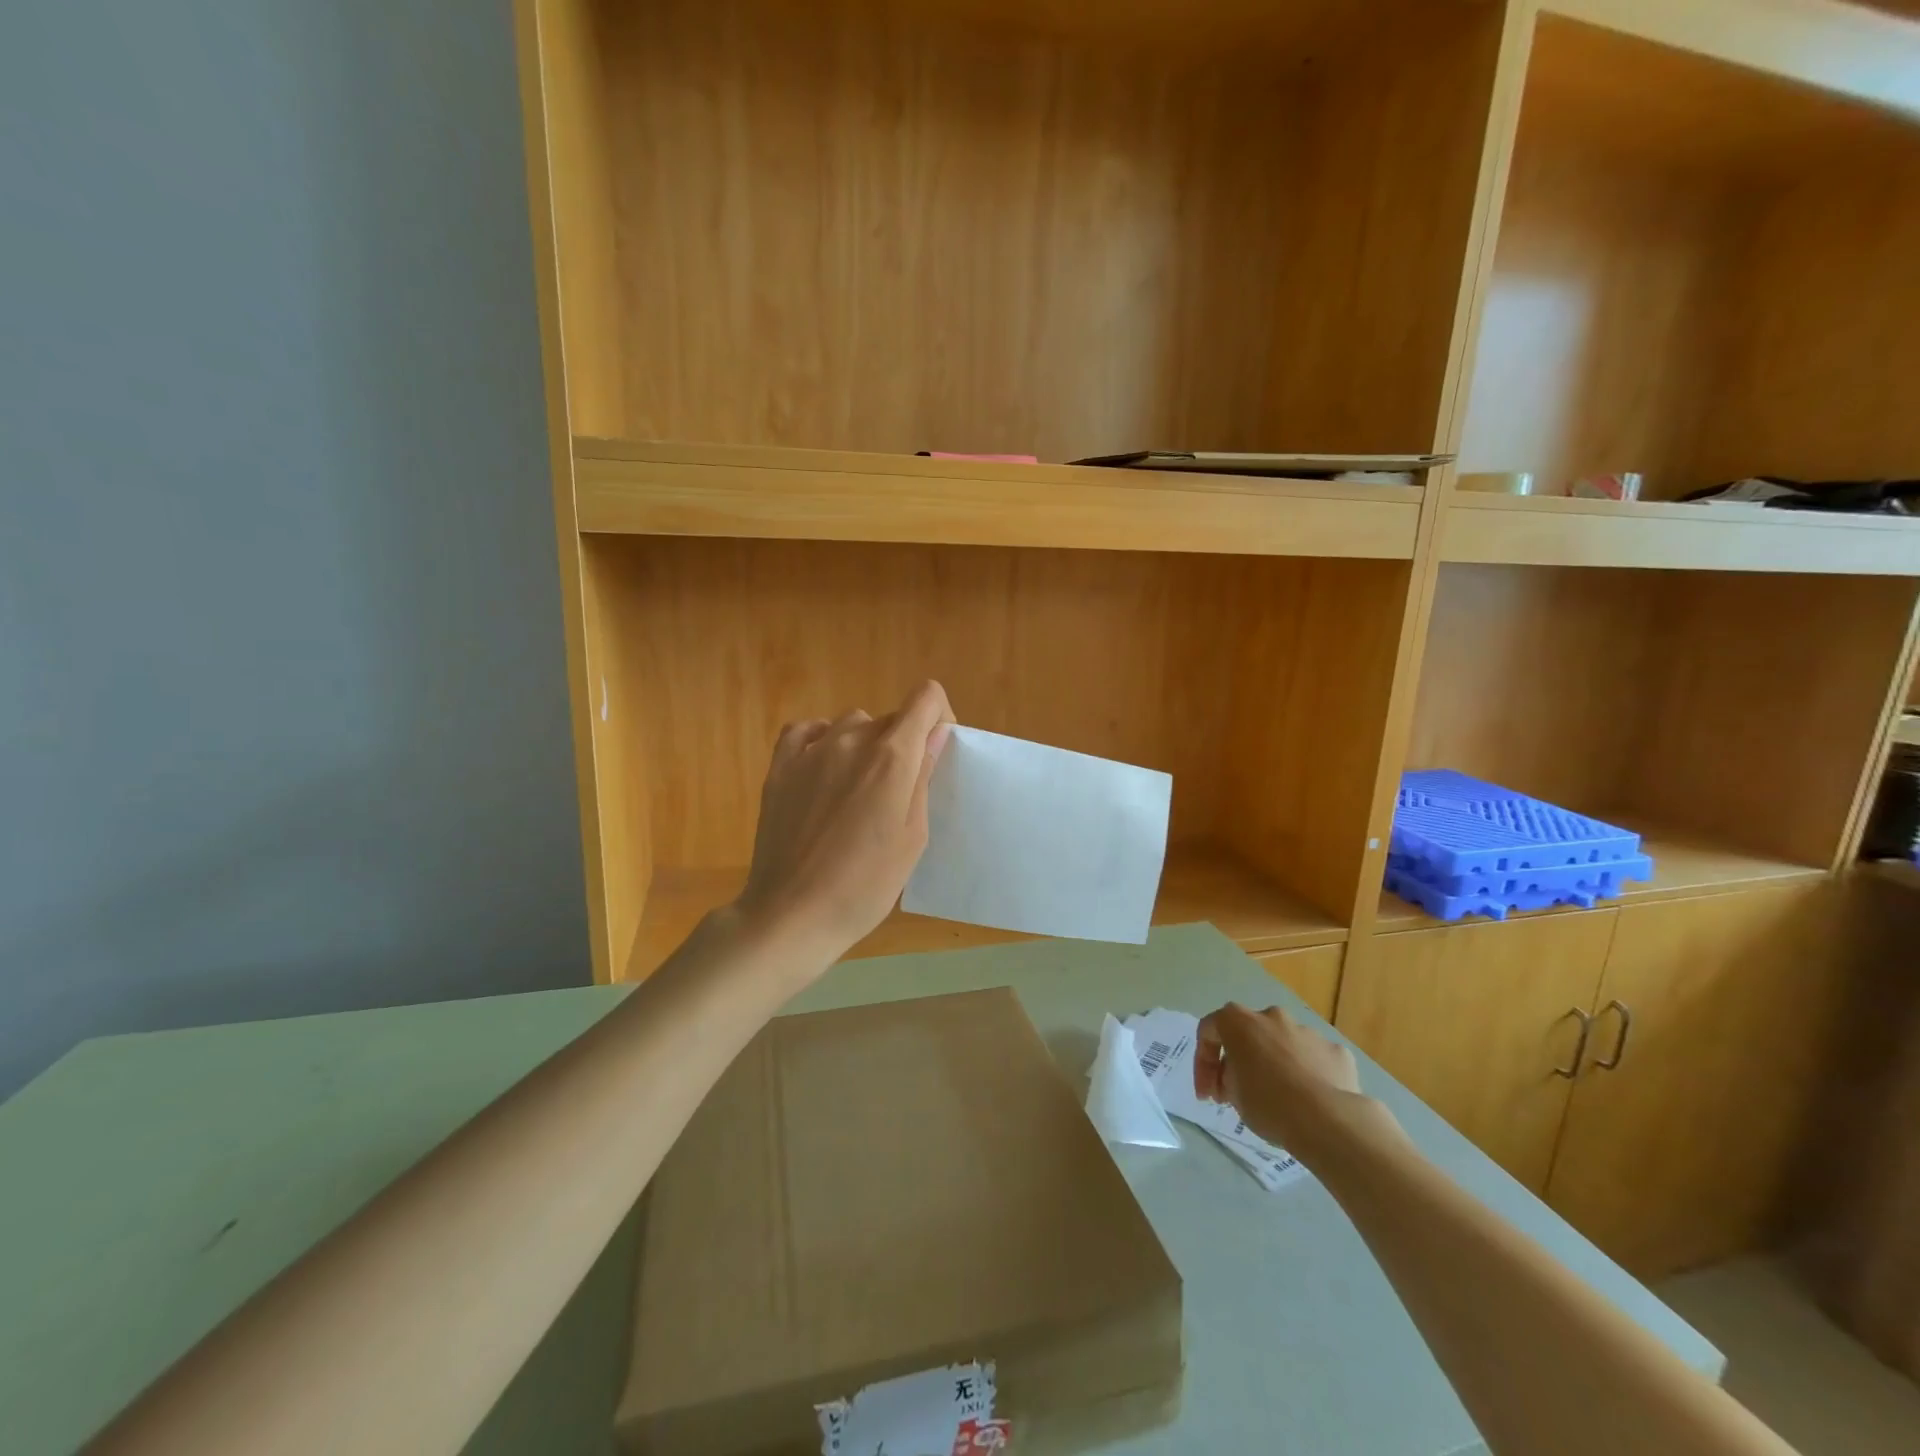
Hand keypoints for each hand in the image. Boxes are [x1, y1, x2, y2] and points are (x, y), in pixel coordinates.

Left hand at [734, 680, 954, 969]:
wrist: (793, 913)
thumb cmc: (865, 885)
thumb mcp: (912, 836)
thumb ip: (923, 777)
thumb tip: (936, 733)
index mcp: (892, 757)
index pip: (926, 698)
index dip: (938, 717)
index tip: (935, 750)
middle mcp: (851, 740)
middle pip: (890, 717)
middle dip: (903, 743)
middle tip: (896, 792)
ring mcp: (810, 751)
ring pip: (851, 723)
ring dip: (864, 744)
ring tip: (857, 789)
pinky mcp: (779, 767)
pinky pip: (806, 731)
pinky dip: (822, 739)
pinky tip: (824, 767)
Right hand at [1194, 1003, 1377, 1157]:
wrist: (1328, 1121)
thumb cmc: (1268, 1104)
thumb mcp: (1232, 1095)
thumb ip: (1228, 1077)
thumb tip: (1237, 1077)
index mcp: (1239, 1022)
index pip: (1209, 1030)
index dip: (1203, 1063)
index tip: (1207, 1094)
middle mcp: (1272, 1017)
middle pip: (1249, 1034)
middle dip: (1241, 1060)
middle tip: (1239, 1093)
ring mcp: (1307, 1031)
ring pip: (1284, 1045)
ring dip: (1276, 1065)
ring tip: (1280, 1099)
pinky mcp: (1336, 1051)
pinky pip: (1314, 1059)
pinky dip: (1308, 1075)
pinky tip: (1311, 1101)